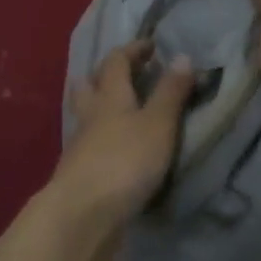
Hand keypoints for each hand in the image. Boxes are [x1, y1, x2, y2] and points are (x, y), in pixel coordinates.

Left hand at [43, 41, 195, 260]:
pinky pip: (89, 144)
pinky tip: (116, 149)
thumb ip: (170, 92)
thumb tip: (182, 55)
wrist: (82, 215)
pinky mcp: (79, 173)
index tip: (151, 45)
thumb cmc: (124, 161)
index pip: (116, 61)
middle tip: (127, 73)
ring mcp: (80, 145)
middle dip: (106, 74)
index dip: (133, 50)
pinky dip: (101, 138)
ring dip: (100, 106)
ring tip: (122, 110)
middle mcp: (90, 114)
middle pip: (90, 84)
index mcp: (110, 96)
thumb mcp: (158, 124)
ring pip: (86, 114)